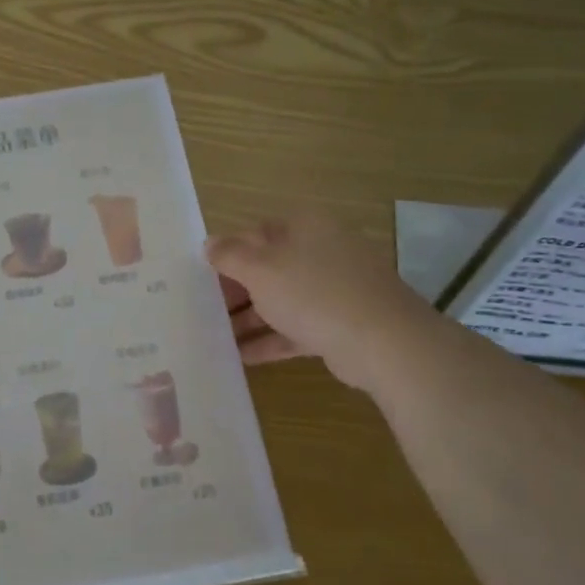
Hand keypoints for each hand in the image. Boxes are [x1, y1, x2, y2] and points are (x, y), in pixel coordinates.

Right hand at [206, 212, 437, 390]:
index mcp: (304, 227)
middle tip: (204, 312)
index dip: (226, 254)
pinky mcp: (340, 324)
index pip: (255, 233)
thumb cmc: (313, 292)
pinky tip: (241, 357)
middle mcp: (321, 252)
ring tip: (215, 338)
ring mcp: (334, 289)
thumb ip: (230, 255)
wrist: (383, 341)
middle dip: (235, 291)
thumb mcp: (260, 269)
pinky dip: (270, 340)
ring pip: (281, 300)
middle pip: (268, 268)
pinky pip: (296, 329)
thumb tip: (209, 243)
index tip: (201, 279)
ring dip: (249, 318)